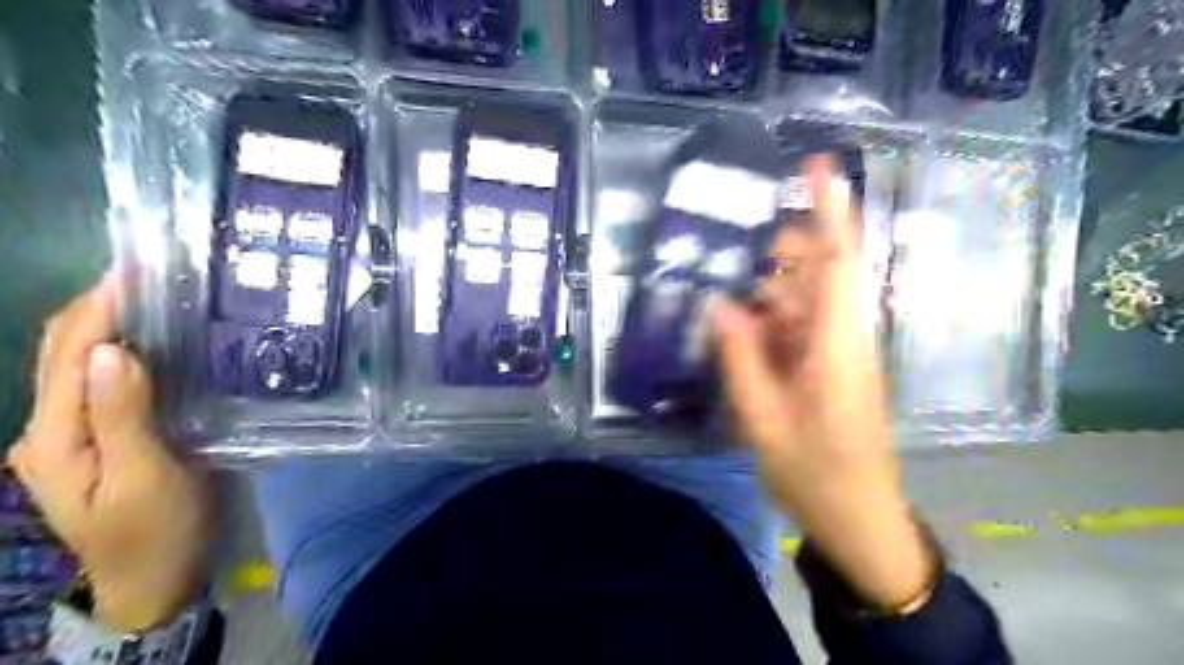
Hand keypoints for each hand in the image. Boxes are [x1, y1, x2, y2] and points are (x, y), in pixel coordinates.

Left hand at [7, 274, 212, 630]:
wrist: (156, 575)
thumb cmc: (156, 529)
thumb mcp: (144, 476)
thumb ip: (122, 415)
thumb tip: (112, 351)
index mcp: (53, 437)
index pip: (67, 355)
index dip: (97, 308)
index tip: (135, 270)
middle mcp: (49, 429)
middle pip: (60, 353)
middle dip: (95, 306)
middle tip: (149, 274)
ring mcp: (70, 434)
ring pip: (76, 364)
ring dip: (107, 324)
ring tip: (153, 296)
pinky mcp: (99, 437)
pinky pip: (99, 382)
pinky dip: (120, 351)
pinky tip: (154, 341)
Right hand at [712, 155, 934, 611]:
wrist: (857, 516)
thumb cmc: (815, 472)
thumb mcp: (763, 420)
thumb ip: (740, 358)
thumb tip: (720, 304)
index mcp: (837, 345)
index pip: (839, 262)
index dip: (830, 210)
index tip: (819, 164)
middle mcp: (845, 336)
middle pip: (821, 271)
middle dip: (783, 250)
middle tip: (734, 249)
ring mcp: (840, 351)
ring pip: (807, 298)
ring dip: (771, 288)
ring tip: (728, 291)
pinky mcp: (832, 365)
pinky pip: (801, 325)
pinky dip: (771, 319)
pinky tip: (742, 328)